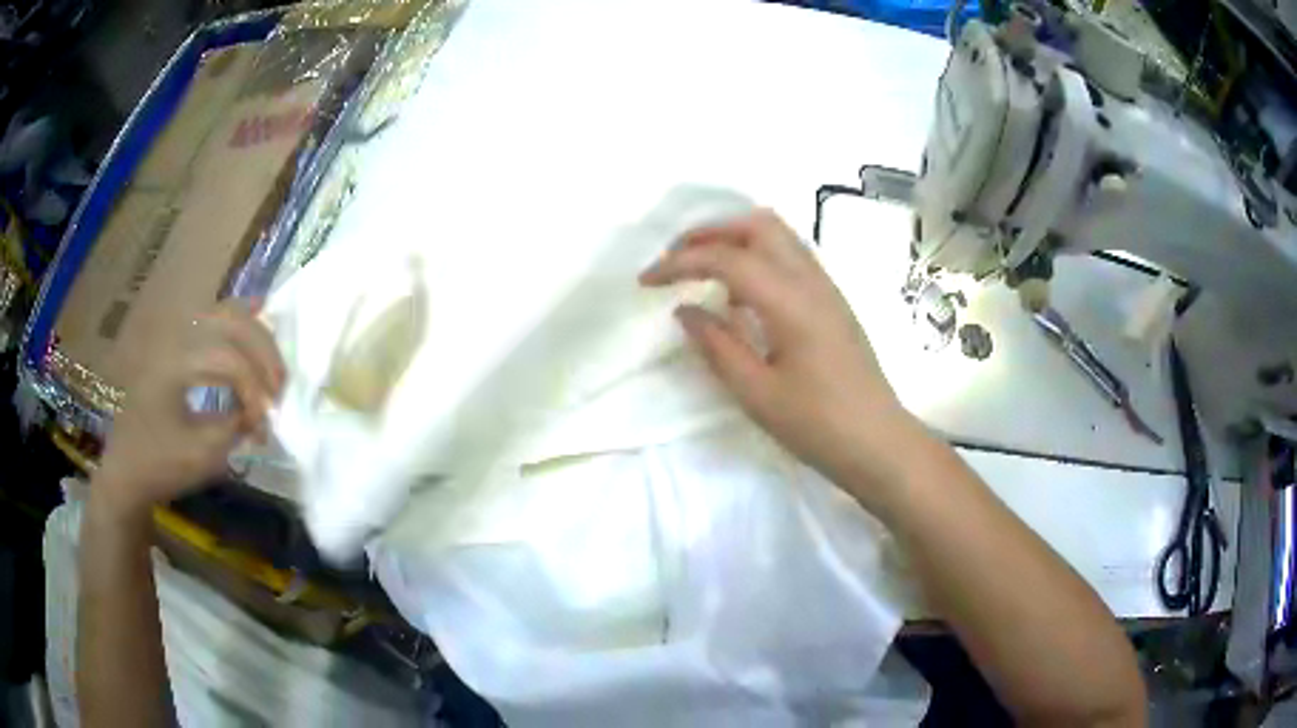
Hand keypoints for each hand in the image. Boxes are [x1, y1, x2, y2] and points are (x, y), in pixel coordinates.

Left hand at [95, 299, 284, 517]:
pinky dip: (238, 317)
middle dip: (263, 355)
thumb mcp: (200, 455)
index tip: (265, 426)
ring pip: (225, 313)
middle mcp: (174, 335)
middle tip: (281, 390)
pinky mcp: (176, 341)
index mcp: (173, 362)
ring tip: (273, 368)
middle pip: (231, 323)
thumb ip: (236, 427)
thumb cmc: (160, 465)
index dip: (255, 391)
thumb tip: (264, 414)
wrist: (126, 470)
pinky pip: (212, 317)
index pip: (229, 361)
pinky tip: (259, 309)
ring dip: (256, 336)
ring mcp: (174, 334)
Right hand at [640, 209, 911, 493]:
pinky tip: (741, 295)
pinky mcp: (832, 301)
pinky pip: (790, 257)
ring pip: (778, 235)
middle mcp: (812, 281)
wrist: (878, 443)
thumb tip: (684, 310)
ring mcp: (827, 287)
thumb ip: (717, 346)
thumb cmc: (819, 426)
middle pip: (758, 225)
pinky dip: (757, 256)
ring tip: (702, 269)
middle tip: (676, 258)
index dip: (680, 262)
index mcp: (791, 302)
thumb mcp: (757, 394)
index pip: (727, 259)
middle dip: (710, 232)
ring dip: (735, 239)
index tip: (647, 281)